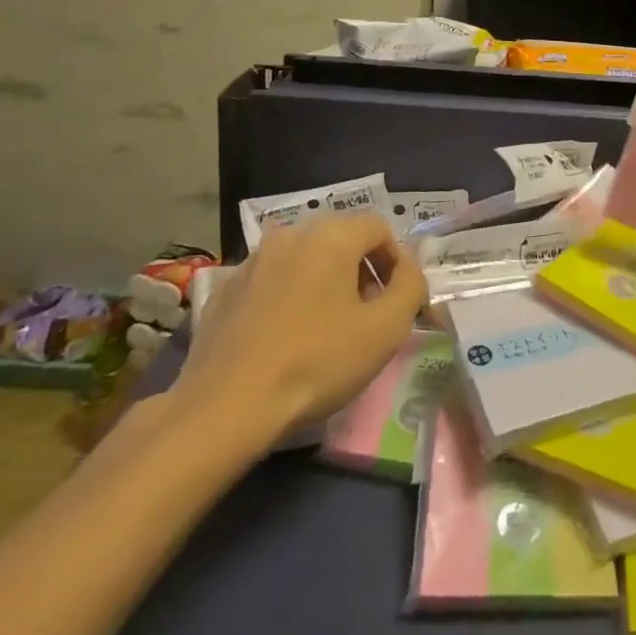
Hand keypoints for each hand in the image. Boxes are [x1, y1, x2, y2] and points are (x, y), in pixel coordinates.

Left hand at [173, 215, 425, 453]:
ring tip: (326, 326)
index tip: (396, 300)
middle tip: (366, 313)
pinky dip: (288, 295)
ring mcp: (252, 259)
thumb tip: (408, 269)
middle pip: (341, 238)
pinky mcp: (225, 288)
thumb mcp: (386, 329)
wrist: (224, 407)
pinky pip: (272, 279)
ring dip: (324, 280)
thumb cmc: (316, 362)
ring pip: (304, 257)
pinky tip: (285, 337)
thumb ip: (411, 286)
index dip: (396, 260)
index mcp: (331, 235)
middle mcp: (291, 234)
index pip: (380, 227)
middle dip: (361, 269)